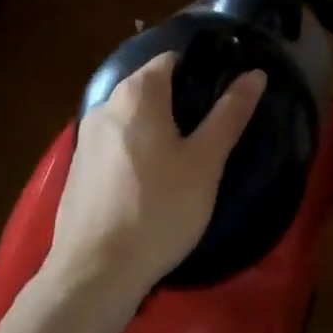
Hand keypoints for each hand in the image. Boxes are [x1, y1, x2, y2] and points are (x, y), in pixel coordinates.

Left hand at [46, 53, 267, 299]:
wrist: (95, 272)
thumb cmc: (159, 209)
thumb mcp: (205, 162)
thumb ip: (230, 114)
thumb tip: (255, 74)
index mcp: (136, 92)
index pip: (173, 59)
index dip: (202, 72)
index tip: (224, 99)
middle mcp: (105, 103)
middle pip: (151, 87)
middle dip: (181, 103)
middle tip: (210, 135)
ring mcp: (85, 136)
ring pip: (132, 118)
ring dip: (157, 129)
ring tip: (185, 161)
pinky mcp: (77, 167)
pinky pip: (115, 144)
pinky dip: (135, 151)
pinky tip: (151, 184)